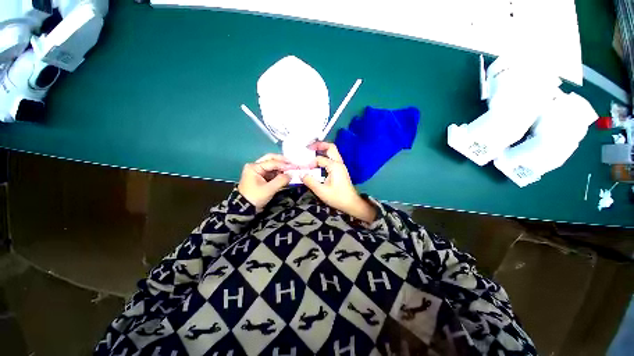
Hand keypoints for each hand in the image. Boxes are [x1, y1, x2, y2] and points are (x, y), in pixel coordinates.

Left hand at [238, 153, 294, 208]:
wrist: (244, 208)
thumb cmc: (255, 197)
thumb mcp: (269, 190)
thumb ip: (281, 181)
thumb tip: (291, 175)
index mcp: (254, 167)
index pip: (272, 162)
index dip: (284, 164)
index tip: (295, 167)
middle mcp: (255, 166)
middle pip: (271, 159)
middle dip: (282, 161)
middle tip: (293, 164)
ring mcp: (257, 171)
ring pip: (272, 164)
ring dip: (281, 167)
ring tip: (291, 169)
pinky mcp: (261, 177)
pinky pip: (271, 171)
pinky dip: (279, 172)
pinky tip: (285, 174)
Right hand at [301, 142, 375, 222]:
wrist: (351, 204)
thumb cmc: (337, 197)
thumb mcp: (321, 191)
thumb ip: (310, 181)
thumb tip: (301, 174)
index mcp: (335, 166)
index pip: (319, 159)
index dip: (310, 163)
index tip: (303, 169)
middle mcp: (339, 163)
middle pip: (330, 147)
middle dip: (319, 145)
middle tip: (308, 147)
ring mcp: (340, 166)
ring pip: (332, 152)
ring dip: (322, 150)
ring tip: (312, 151)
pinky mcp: (340, 170)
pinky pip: (332, 159)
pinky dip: (325, 157)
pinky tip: (318, 162)